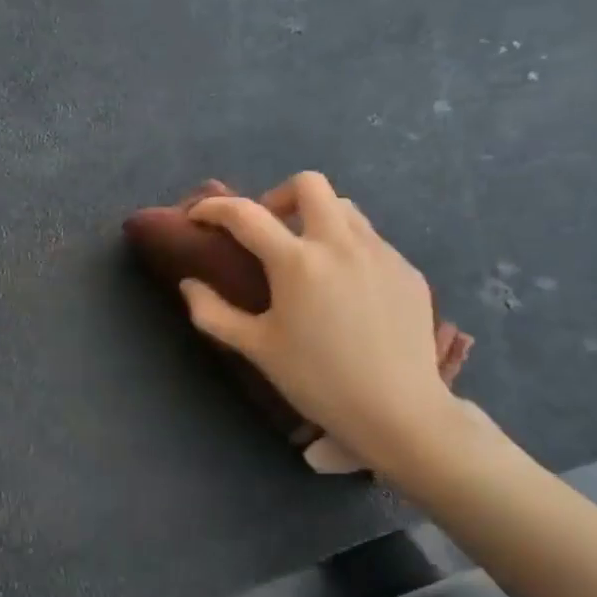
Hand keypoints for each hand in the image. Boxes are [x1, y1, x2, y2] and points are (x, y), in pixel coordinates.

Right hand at [180, 173, 461, 481]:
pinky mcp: (407, 269)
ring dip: (317, 218)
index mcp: (297, 262)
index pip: (245, 214)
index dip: (214, 208)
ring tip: (309, 256)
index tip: (199, 216)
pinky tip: (347, 288)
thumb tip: (189, 284)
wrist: (399, 412)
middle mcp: (340, 243)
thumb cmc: (319, 381)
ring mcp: (380, 252)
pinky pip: (372, 240)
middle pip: (309, 184)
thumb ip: (214, 313)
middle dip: (279, 196)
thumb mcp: (257, 349)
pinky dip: (348, 248)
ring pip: (345, 208)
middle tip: (270, 231)